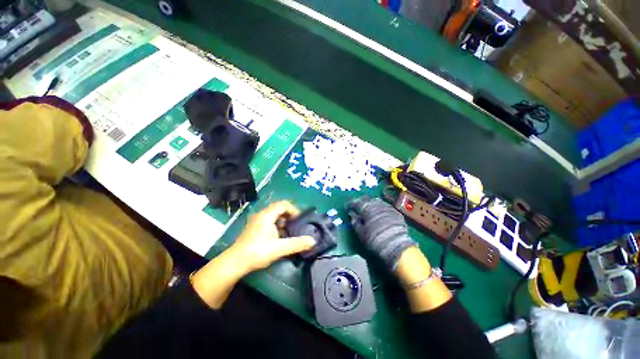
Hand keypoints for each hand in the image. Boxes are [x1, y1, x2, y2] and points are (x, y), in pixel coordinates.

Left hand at [227, 201, 315, 272]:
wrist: (235, 263)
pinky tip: (279, 236)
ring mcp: (257, 221)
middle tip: (295, 225)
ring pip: (274, 215)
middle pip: (279, 208)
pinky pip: (269, 220)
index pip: (283, 204)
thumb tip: (313, 240)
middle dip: (289, 215)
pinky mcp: (254, 227)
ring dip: (283, 220)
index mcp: (267, 215)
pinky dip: (277, 225)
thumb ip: (297, 244)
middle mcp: (261, 214)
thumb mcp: (279, 248)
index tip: (299, 220)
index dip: (293, 210)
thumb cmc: (257, 252)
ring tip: (289, 231)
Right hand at [348, 197, 415, 270]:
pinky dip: (378, 207)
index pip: (356, 203)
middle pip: (366, 199)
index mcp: (367, 209)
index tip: (346, 206)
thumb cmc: (375, 240)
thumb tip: (351, 214)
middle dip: (360, 201)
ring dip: (370, 203)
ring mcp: (387, 207)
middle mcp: (377, 205)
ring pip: (376, 201)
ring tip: (367, 208)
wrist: (397, 246)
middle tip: (356, 206)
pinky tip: (378, 212)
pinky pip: (384, 206)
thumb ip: (355, 222)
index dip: (350, 204)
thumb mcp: (361, 233)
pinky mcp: (395, 212)